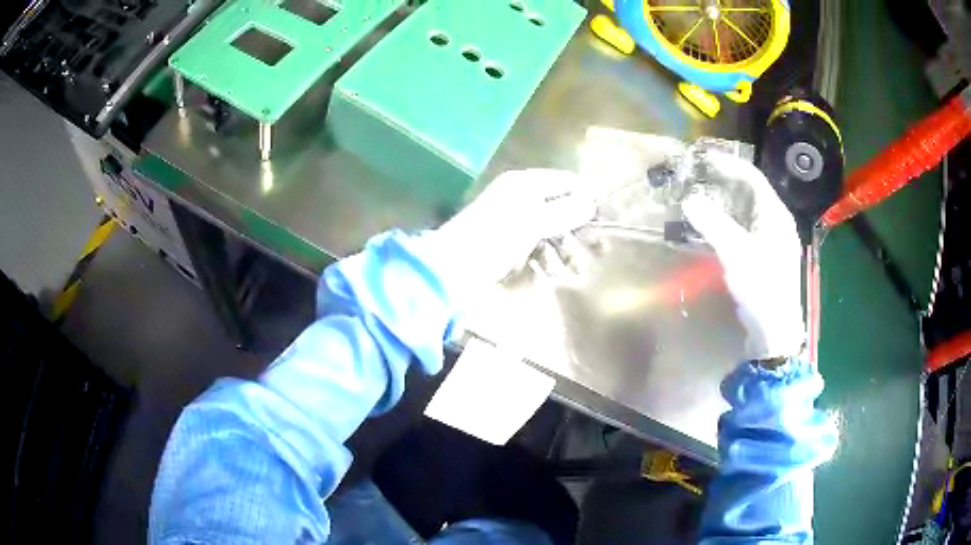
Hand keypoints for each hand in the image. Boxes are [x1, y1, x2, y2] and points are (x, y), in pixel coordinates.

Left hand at [430, 169, 595, 286]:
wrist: (452, 271)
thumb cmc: (494, 238)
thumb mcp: (532, 220)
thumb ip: (565, 210)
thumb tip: (591, 202)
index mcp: (525, 185)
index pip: (566, 182)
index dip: (587, 198)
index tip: (606, 218)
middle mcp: (522, 202)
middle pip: (563, 211)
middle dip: (580, 231)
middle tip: (599, 251)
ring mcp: (516, 229)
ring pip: (553, 236)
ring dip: (566, 252)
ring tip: (572, 269)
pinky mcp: (511, 253)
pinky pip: (538, 255)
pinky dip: (545, 264)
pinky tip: (545, 275)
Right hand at [681, 152, 804, 360]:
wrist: (774, 331)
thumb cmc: (761, 287)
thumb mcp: (735, 253)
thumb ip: (712, 223)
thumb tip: (689, 199)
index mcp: (775, 214)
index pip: (752, 177)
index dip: (728, 165)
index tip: (703, 159)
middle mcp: (775, 222)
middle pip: (749, 192)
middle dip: (723, 182)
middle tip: (697, 178)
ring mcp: (770, 240)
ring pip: (745, 211)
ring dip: (723, 203)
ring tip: (699, 198)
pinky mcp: (763, 256)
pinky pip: (743, 228)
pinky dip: (726, 222)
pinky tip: (711, 228)